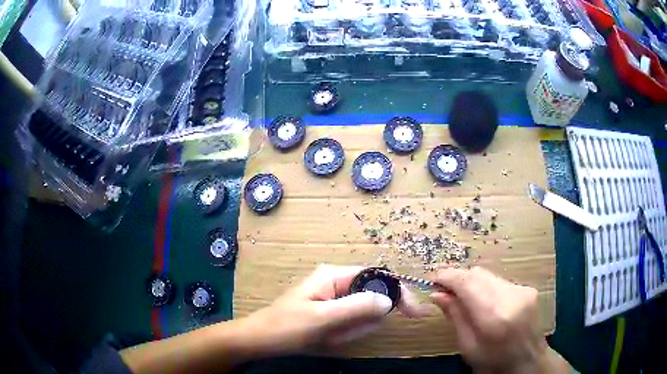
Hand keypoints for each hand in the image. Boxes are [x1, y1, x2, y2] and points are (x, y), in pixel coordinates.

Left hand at [243, 264, 429, 355]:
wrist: (262, 340)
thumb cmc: (287, 327)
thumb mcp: (323, 318)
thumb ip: (357, 307)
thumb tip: (390, 299)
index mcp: (334, 275)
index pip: (377, 276)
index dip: (397, 291)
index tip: (413, 312)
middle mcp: (336, 281)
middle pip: (371, 296)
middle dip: (365, 319)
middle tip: (345, 334)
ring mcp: (333, 296)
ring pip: (362, 312)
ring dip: (353, 329)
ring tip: (331, 337)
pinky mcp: (330, 310)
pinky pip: (350, 321)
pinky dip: (346, 333)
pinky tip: (328, 339)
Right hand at [430, 267, 567, 373]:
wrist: (528, 362)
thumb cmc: (493, 363)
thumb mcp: (468, 347)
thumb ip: (455, 317)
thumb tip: (436, 293)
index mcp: (494, 316)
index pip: (468, 283)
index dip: (448, 276)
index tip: (433, 280)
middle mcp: (511, 296)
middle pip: (478, 274)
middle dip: (459, 278)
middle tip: (445, 291)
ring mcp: (523, 290)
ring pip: (489, 275)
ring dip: (472, 283)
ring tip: (463, 298)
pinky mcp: (528, 289)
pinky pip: (500, 281)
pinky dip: (486, 287)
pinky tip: (484, 303)